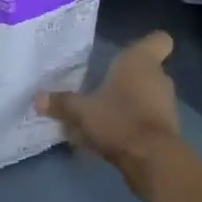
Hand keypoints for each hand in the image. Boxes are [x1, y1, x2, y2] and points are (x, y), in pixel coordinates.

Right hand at [35, 32, 180, 197]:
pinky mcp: (165, 131)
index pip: (159, 39)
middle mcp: (157, 78)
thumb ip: (61, 103)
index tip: (127, 53)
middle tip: (99, 87)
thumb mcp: (82, 111)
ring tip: (97, 117)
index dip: (147, 43)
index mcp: (140, 61)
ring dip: (125, 105)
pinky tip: (105, 139)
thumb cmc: (119, 119)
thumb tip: (36, 98)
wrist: (154, 161)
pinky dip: (129, 126)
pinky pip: (143, 120)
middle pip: (144, 71)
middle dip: (124, 79)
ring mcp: (164, 105)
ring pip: (143, 97)